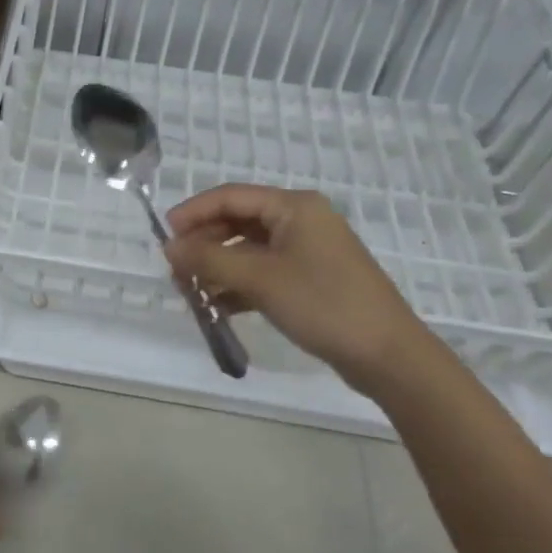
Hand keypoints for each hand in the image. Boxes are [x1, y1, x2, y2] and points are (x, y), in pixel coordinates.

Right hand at [164, 185, 438, 397]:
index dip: (193, 213)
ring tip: (190, 291)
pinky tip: (217, 307)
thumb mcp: (259, 279)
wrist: (387, 355)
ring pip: (248, 250)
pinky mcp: (311, 280)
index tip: (164, 237)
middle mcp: (301, 221)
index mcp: (294, 207)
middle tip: (176, 270)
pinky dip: (238, 286)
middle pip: (238, 222)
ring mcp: (308, 251)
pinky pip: (263, 272)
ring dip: (218, 267)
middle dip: (204, 244)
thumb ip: (209, 259)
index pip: (230, 196)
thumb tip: (169, 247)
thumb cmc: (323, 304)